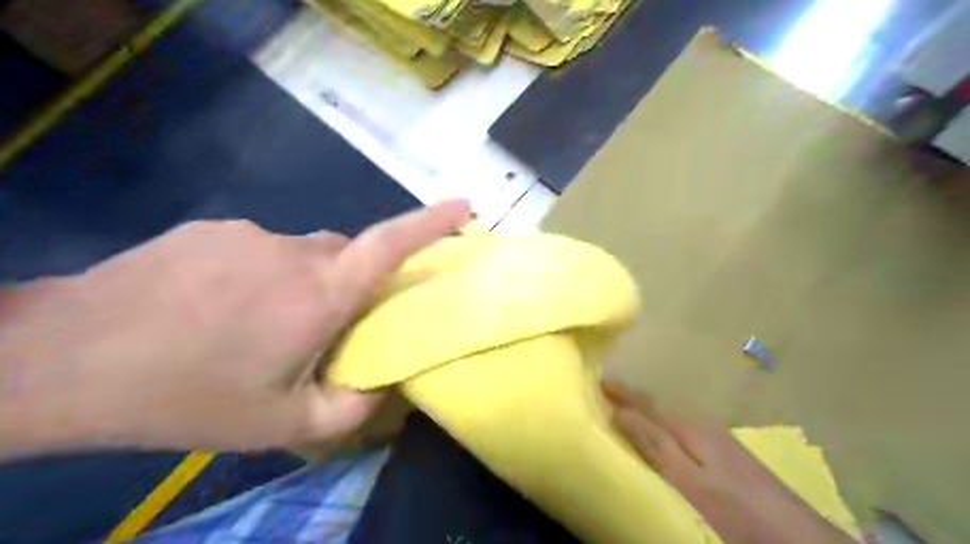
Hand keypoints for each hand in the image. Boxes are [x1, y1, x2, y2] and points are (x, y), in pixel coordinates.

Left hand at [0, 200, 470, 453]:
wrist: (62, 363)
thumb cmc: (186, 396)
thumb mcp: (279, 425)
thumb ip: (350, 410)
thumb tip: (386, 388)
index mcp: (319, 295)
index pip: (390, 244)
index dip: (432, 222)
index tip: (465, 206)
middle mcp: (292, 252)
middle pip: (346, 255)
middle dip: (350, 284)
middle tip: (321, 328)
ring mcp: (248, 234)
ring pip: (302, 253)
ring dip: (300, 284)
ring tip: (257, 327)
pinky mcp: (212, 230)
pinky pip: (260, 249)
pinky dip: (260, 275)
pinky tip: (218, 309)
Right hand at [604, 380, 854, 543]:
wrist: (799, 539)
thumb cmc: (736, 510)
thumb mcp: (689, 480)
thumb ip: (655, 444)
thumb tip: (621, 411)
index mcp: (690, 426)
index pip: (647, 401)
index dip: (622, 391)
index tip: (598, 381)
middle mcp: (702, 424)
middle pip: (659, 404)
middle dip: (632, 397)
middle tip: (605, 393)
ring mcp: (717, 438)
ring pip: (671, 416)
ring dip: (647, 410)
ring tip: (624, 410)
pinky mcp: (725, 454)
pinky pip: (681, 429)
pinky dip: (662, 425)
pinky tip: (660, 435)